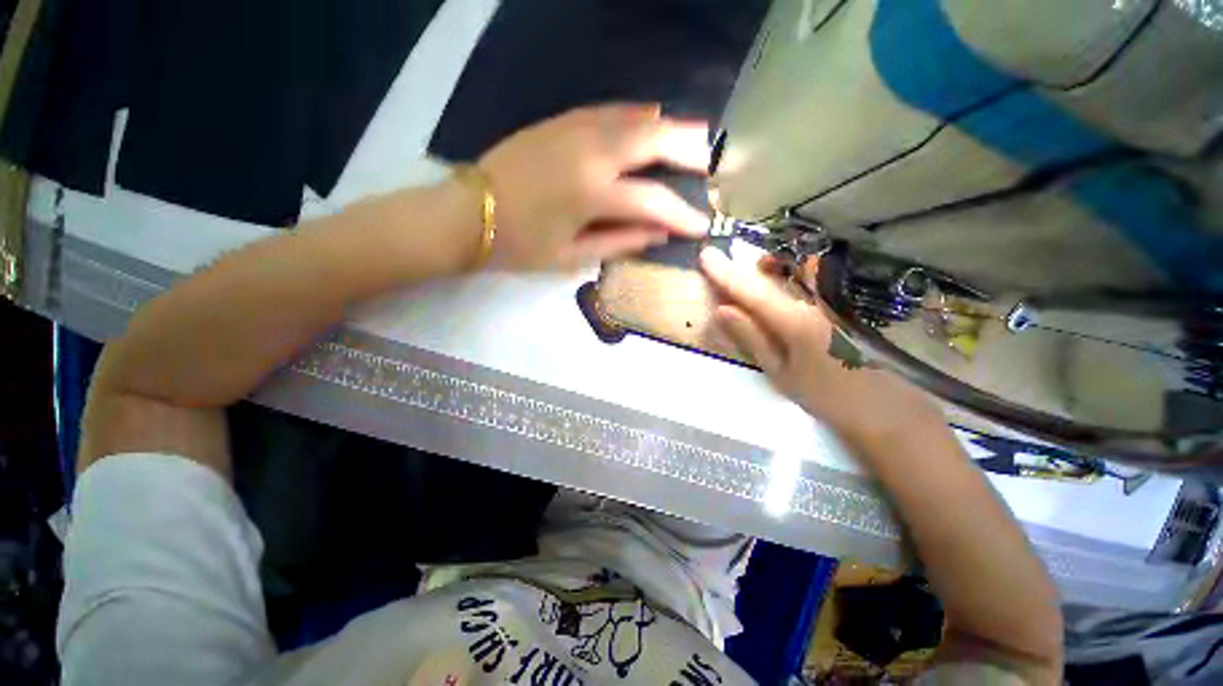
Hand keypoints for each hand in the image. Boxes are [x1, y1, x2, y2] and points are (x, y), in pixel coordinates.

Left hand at [477, 104, 710, 270]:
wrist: (467, 214)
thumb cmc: (519, 245)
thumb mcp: (571, 255)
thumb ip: (620, 242)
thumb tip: (659, 233)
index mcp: (592, 193)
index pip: (653, 201)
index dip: (682, 215)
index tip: (703, 224)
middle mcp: (590, 152)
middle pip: (652, 141)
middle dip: (689, 150)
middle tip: (714, 159)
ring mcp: (574, 130)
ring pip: (633, 118)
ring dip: (668, 127)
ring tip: (695, 136)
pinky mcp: (560, 122)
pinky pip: (608, 111)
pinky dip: (635, 115)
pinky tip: (650, 118)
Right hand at [699, 247, 944, 449]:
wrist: (885, 409)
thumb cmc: (826, 396)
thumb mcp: (780, 372)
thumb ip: (752, 337)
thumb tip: (722, 309)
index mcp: (797, 322)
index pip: (753, 290)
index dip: (726, 273)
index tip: (706, 255)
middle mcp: (820, 300)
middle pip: (784, 264)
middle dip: (756, 264)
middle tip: (739, 276)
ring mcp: (841, 297)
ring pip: (805, 264)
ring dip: (779, 265)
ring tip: (764, 280)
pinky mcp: (851, 300)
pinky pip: (820, 275)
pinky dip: (799, 273)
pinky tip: (792, 290)